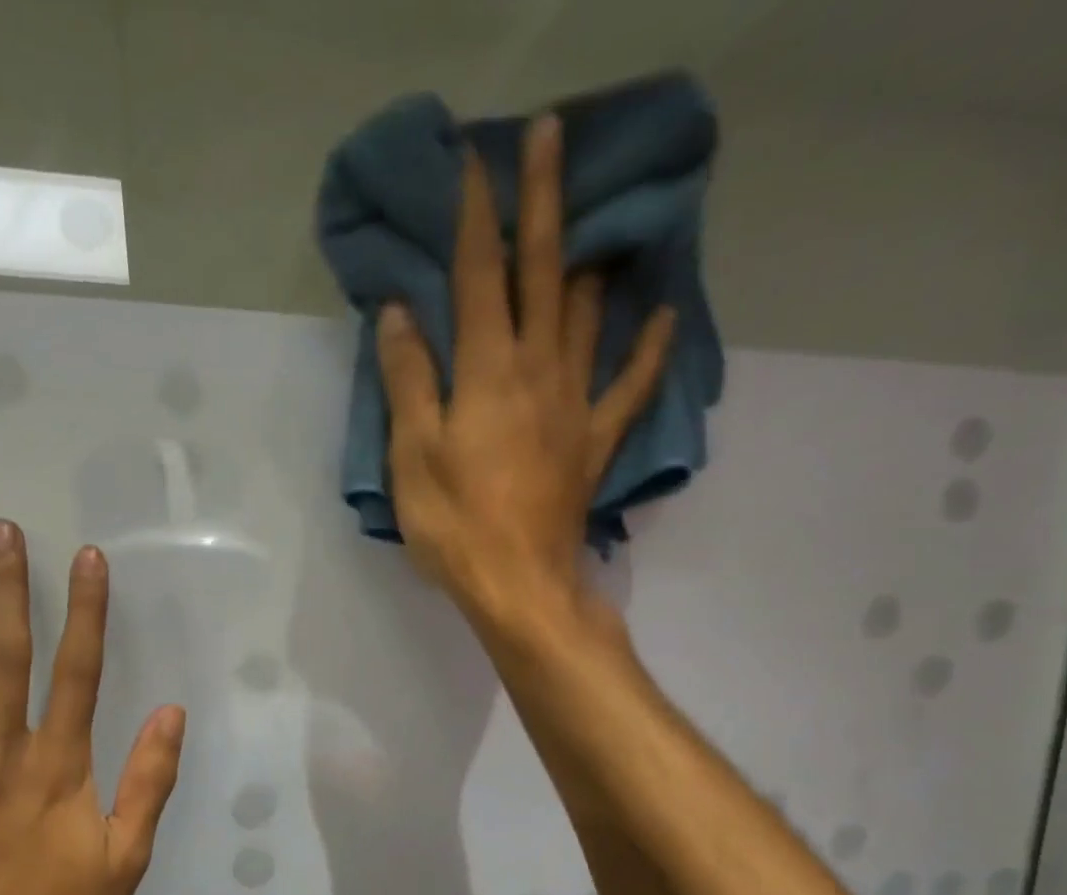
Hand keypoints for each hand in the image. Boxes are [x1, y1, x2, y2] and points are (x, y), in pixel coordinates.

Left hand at [0, 523, 184, 894]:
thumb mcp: (127, 857)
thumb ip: (148, 782)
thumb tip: (170, 714)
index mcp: (61, 766)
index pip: (78, 671)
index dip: (86, 613)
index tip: (87, 560)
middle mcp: (5, 751)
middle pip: (9, 656)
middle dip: (10, 590)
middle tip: (2, 531)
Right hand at [375, 113, 676, 618]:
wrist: (518, 586)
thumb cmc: (455, 525)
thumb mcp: (412, 456)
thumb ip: (409, 382)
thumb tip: (401, 315)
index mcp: (486, 372)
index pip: (479, 277)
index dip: (476, 217)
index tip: (475, 161)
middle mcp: (537, 371)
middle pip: (543, 274)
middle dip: (543, 203)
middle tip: (550, 137)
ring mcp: (574, 405)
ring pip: (587, 317)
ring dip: (590, 263)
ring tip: (595, 225)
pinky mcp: (593, 443)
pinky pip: (629, 388)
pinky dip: (649, 350)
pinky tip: (665, 317)